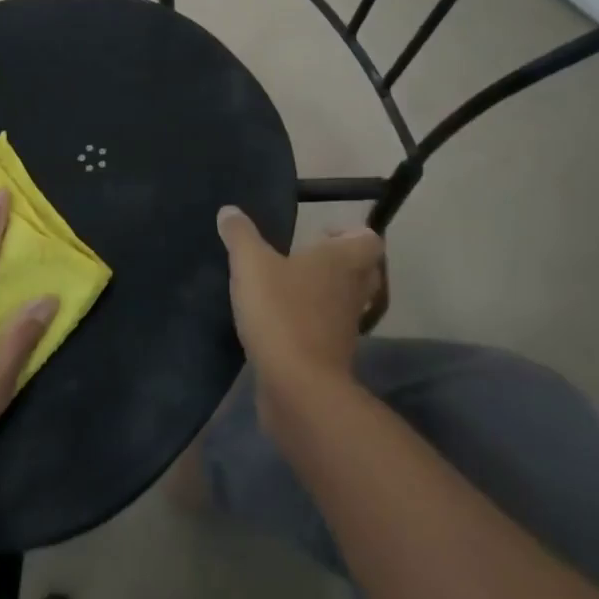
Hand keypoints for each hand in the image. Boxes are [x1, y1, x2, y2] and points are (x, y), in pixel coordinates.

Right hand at [216, 205, 383, 407]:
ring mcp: (346, 327)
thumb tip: (229, 211)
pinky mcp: (333, 356)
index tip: (318, 234)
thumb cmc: (281, 312)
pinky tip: (281, 320)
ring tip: (288, 287)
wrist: (299, 387)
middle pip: (363, 271)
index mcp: (342, 261)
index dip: (350, 233)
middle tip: (304, 257)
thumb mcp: (250, 265)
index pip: (369, 240)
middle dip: (339, 262)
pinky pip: (329, 330)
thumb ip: (240, 235)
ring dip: (325, 293)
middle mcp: (352, 291)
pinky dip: (312, 322)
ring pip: (346, 301)